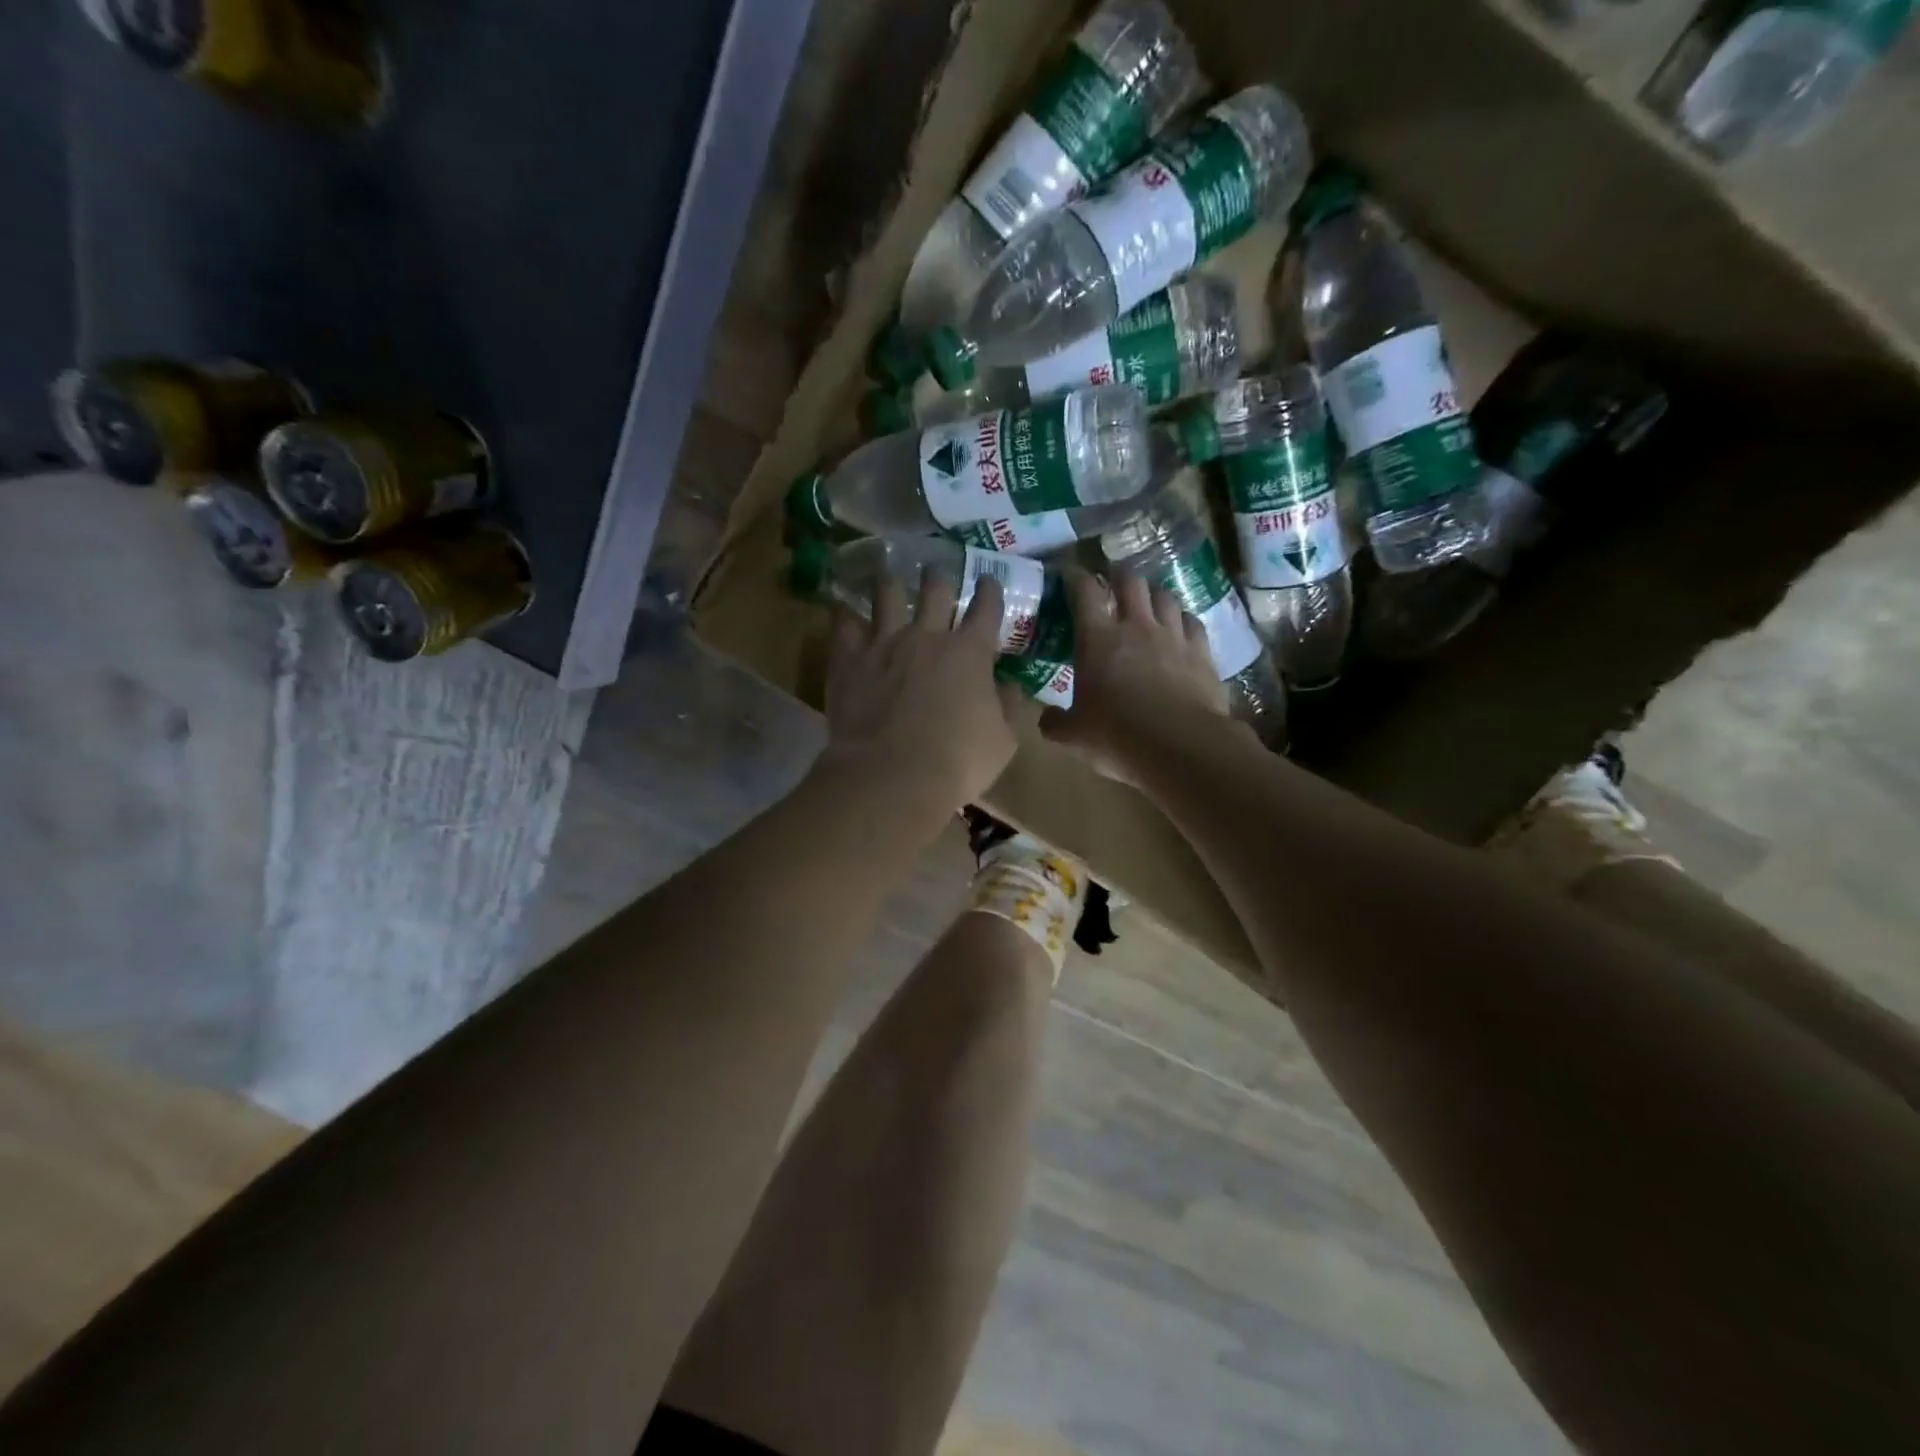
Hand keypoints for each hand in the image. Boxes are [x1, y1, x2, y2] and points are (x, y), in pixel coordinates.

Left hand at [818, 570, 1018, 819]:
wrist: (892, 776)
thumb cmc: (957, 763)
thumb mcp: (1003, 741)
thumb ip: (1010, 708)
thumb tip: (1013, 687)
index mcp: (971, 652)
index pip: (986, 608)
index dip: (990, 590)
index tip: (989, 582)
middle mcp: (928, 636)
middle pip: (935, 587)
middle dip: (940, 574)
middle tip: (937, 570)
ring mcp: (885, 643)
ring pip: (887, 593)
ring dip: (891, 583)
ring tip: (888, 578)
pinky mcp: (849, 659)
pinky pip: (844, 623)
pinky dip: (846, 614)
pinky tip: (845, 609)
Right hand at [1041, 568, 1229, 782]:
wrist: (1181, 748)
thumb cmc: (1117, 737)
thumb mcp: (1073, 737)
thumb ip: (1055, 723)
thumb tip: (1047, 718)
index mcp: (1098, 639)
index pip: (1084, 591)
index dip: (1075, 577)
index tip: (1070, 575)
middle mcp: (1137, 627)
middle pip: (1130, 581)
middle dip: (1119, 575)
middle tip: (1112, 581)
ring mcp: (1173, 637)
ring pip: (1166, 596)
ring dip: (1153, 595)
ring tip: (1148, 603)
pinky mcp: (1202, 653)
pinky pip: (1193, 622)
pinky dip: (1183, 620)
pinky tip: (1181, 629)